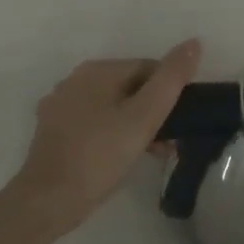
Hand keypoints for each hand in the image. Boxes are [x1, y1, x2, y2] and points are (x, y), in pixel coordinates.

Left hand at [12, 40, 201, 236]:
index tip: (182, 123)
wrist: (49, 200)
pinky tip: (122, 158)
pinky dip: (113, 134)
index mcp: (96, 70)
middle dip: (154, 111)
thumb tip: (193, 43)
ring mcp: (60, 106)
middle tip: (170, 143)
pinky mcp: (53, 131)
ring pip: (111, 106)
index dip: (170, 92)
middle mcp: (74, 80)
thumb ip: (171, 79)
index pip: (148, 68)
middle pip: (129, 87)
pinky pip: (93, 123)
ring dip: (136, 125)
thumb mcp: (144, 117)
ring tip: (153, 153)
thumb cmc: (101, 155)